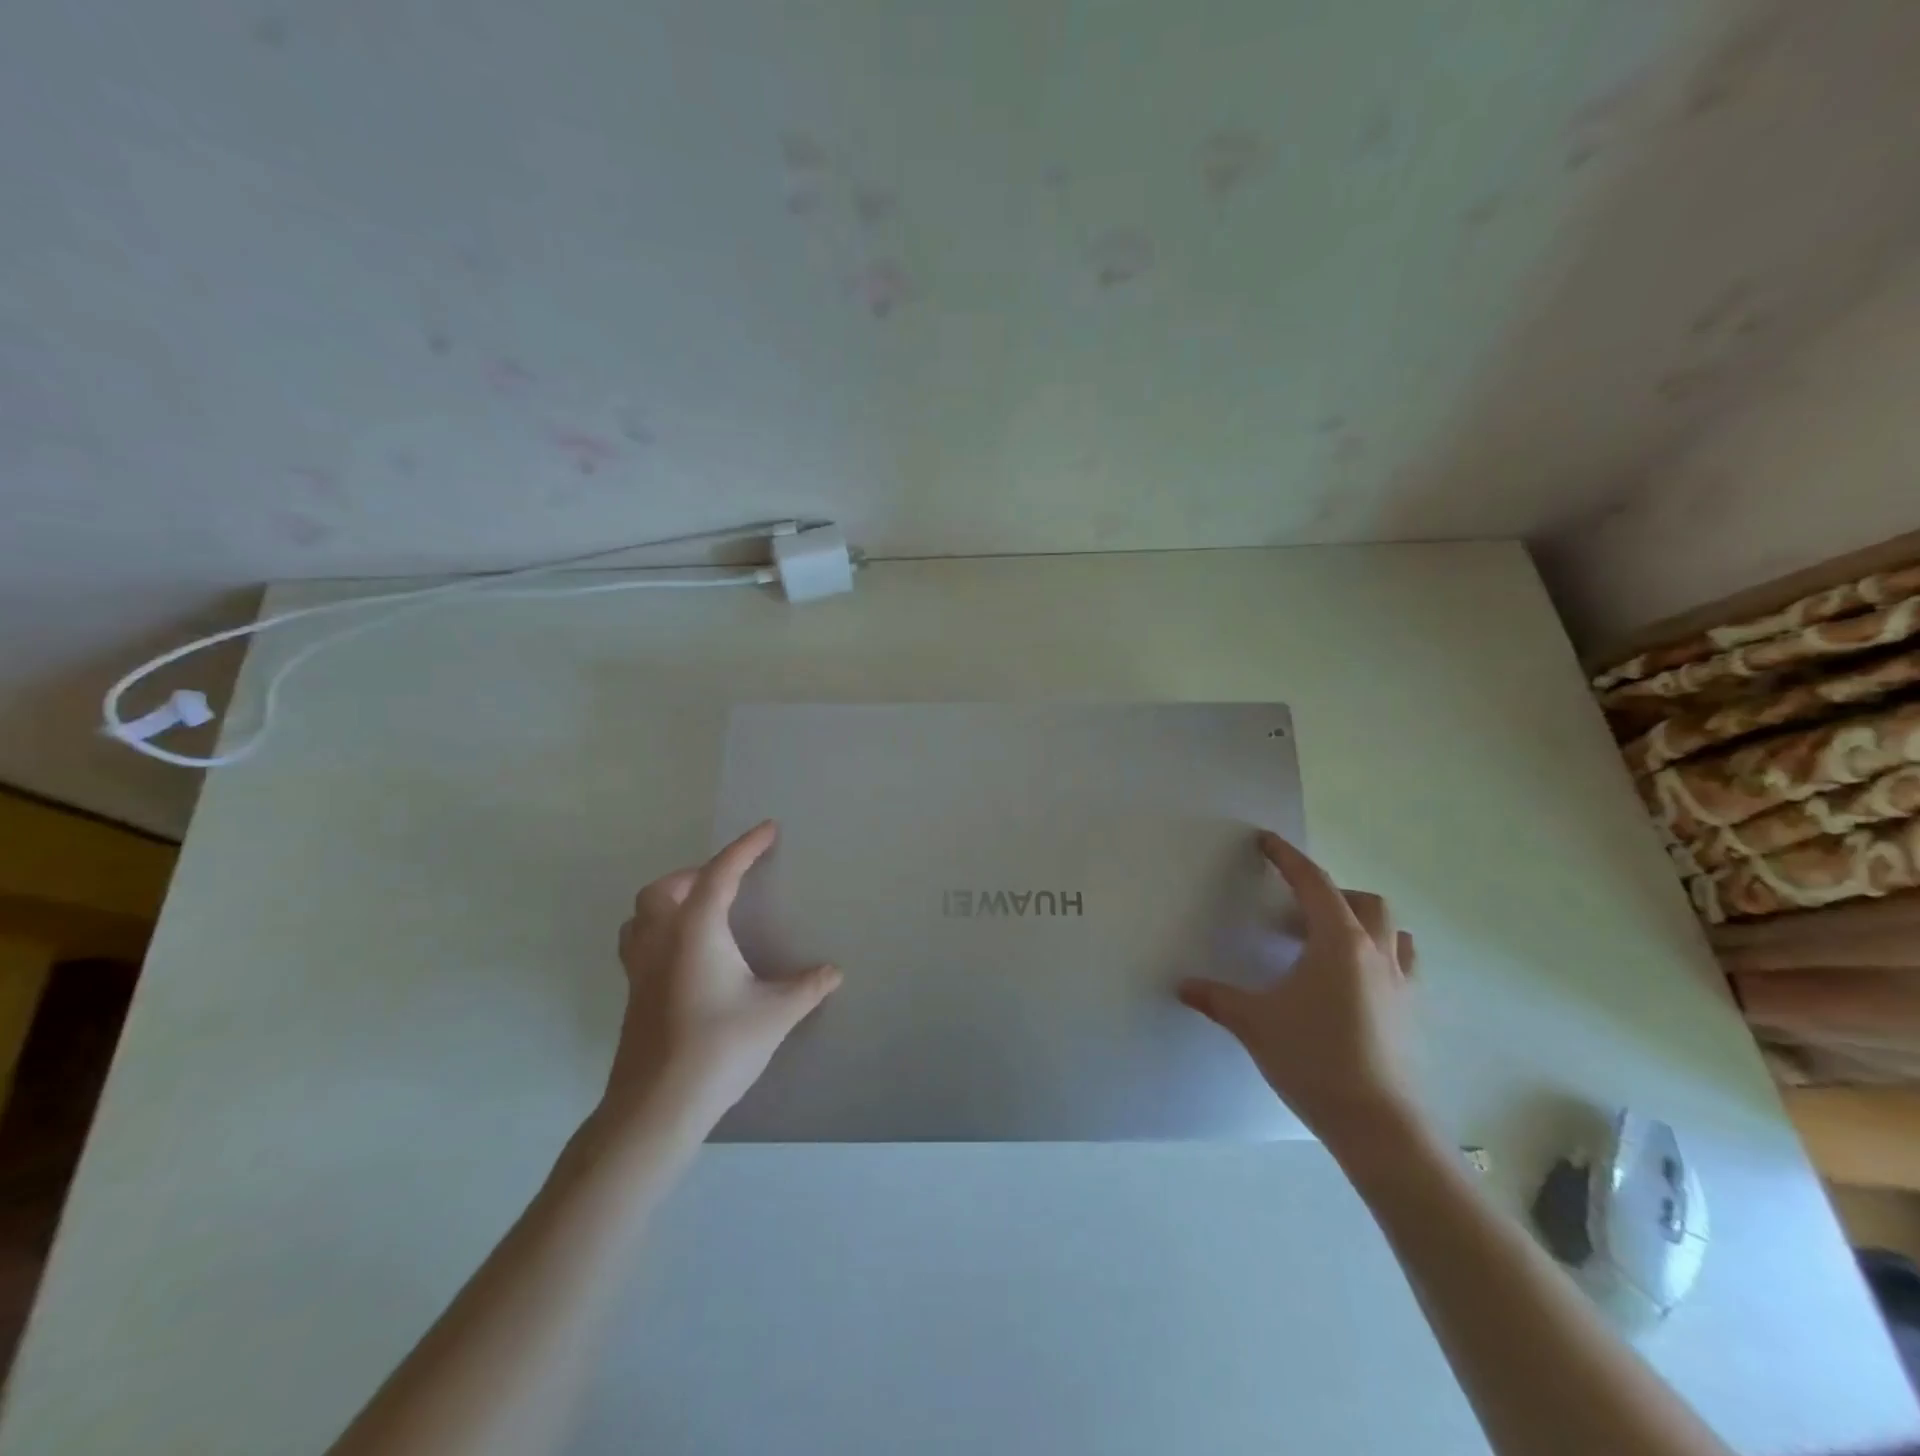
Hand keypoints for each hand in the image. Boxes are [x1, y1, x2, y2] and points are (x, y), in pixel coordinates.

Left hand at [604, 820, 840, 1136]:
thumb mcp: (776, 1013)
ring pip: (640, 916)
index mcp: (696, 931)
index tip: (768, 829)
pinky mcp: (633, 997)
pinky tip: (686, 957)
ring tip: (699, 911)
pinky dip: (659, 932)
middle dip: (695, 874)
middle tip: (728, 881)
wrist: (657, 1106)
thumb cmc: (719, 1046)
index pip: (721, 873)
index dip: (746, 847)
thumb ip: (807, 987)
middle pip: (664, 889)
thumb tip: (833, 972)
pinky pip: (638, 944)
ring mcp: (639, 970)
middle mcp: (661, 941)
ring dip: (667, 901)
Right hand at [1178, 831, 1420, 1149]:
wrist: (1379, 1125)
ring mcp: (1401, 983)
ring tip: (1327, 944)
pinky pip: (1401, 964)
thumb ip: (1216, 998)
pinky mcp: (1412, 1013)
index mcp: (1338, 942)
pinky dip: (1378, 957)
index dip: (1287, 858)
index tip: (1267, 842)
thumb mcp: (1254, 1023)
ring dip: (1361, 923)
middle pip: (1363, 900)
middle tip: (1294, 911)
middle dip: (1329, 894)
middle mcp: (1376, 953)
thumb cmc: (1314, 1059)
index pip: (1313, 883)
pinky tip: (1351, 984)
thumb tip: (1184, 986)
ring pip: (1391, 931)